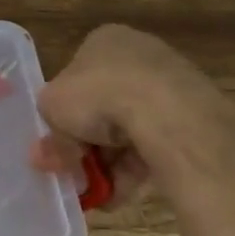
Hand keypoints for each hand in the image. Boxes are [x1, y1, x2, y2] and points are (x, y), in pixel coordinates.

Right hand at [32, 24, 234, 195]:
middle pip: (103, 106)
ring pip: (128, 130)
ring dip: (107, 163)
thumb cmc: (98, 93)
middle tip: (70, 170)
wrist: (165, 112)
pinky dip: (134, 170)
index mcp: (105, 41)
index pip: (77, 75)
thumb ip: (50, 133)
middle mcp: (139, 56)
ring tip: (93, 192)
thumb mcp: (52, 109)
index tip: (57, 139)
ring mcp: (169, 86)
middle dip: (85, 143)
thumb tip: (44, 156)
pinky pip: (153, 146)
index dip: (64, 110)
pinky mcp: (191, 118)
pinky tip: (117, 194)